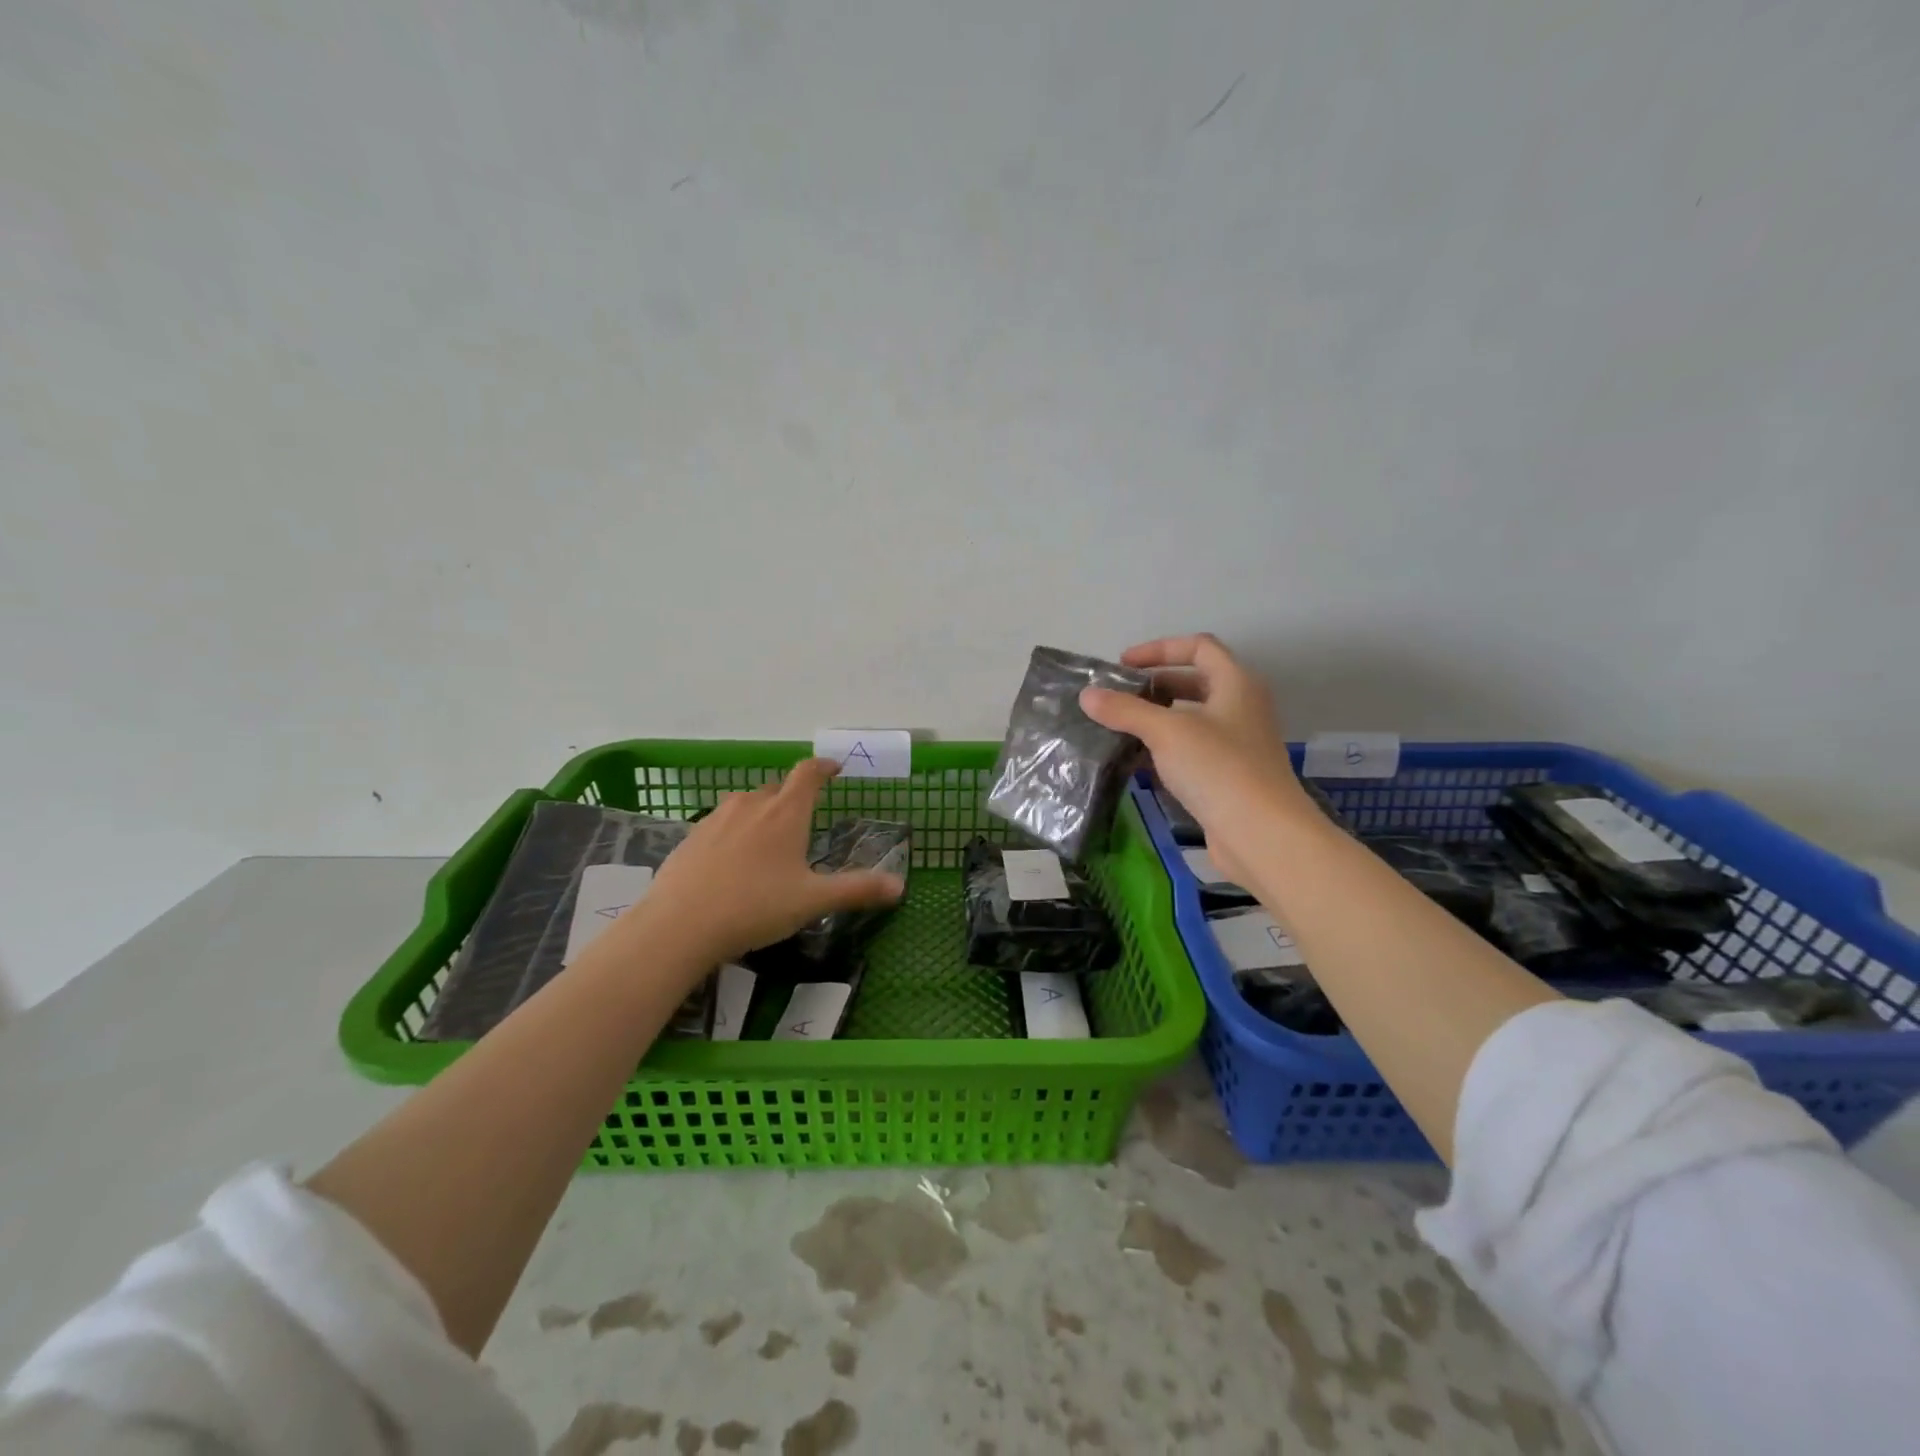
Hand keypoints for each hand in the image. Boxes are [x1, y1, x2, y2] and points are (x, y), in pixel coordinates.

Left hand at [640, 758, 905, 965]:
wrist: (679, 925)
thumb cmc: (755, 907)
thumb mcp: (812, 901)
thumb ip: (856, 890)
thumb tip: (900, 887)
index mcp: (785, 813)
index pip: (808, 774)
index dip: (823, 767)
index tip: (834, 768)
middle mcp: (751, 805)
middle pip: (777, 789)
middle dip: (793, 797)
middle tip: (804, 820)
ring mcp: (716, 818)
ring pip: (746, 803)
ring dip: (762, 812)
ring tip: (768, 840)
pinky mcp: (691, 837)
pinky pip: (720, 823)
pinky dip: (734, 831)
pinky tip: (732, 861)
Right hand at [1080, 633, 1308, 884]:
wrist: (1262, 835)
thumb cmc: (1218, 769)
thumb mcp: (1166, 732)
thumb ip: (1125, 710)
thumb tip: (1087, 695)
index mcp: (1236, 684)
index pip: (1198, 646)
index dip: (1159, 649)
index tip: (1123, 665)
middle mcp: (1241, 707)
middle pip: (1194, 682)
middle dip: (1154, 686)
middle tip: (1117, 698)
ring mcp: (1237, 744)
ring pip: (1191, 720)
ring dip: (1156, 720)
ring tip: (1118, 729)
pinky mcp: (1228, 776)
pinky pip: (1191, 751)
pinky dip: (1164, 750)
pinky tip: (1136, 763)